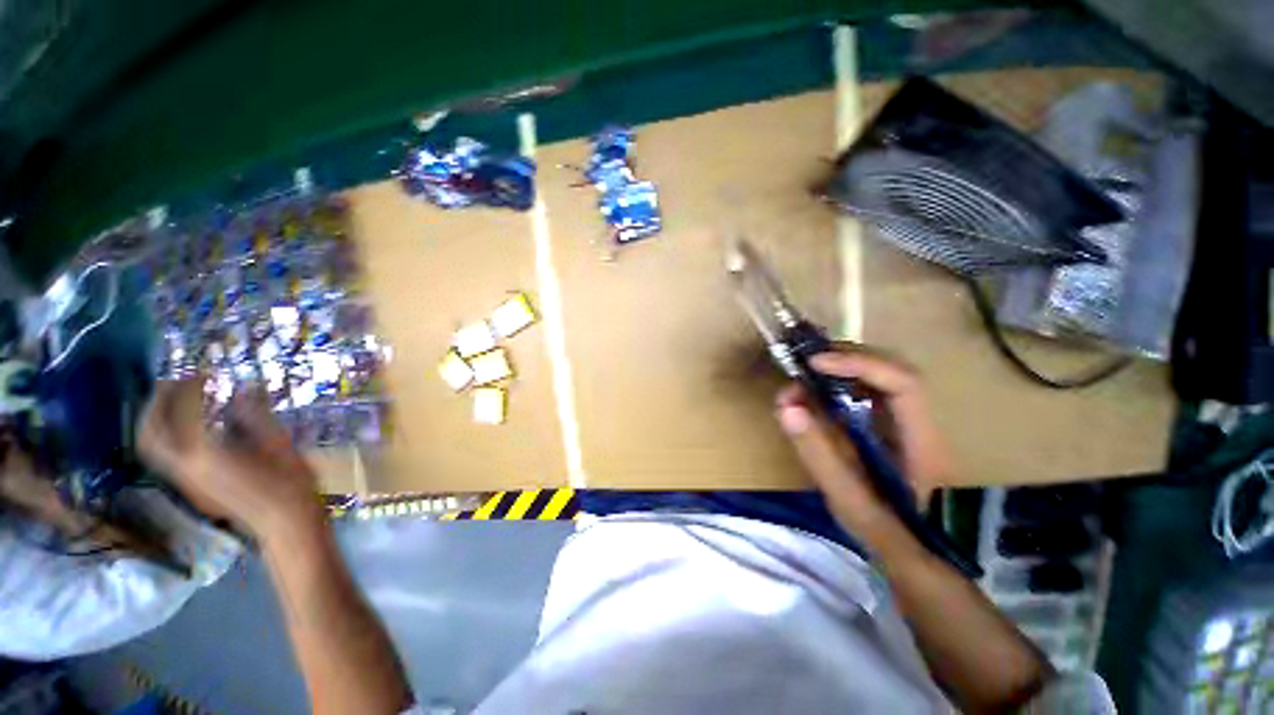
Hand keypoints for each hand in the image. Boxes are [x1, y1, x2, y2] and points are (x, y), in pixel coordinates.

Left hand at [138, 380, 321, 541]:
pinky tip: (192, 429)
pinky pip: (168, 457)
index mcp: (205, 454)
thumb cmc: (289, 484)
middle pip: (150, 433)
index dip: (189, 387)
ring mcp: (185, 481)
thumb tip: (243, 390)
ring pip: (153, 447)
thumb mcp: (278, 445)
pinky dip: (169, 435)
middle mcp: (184, 467)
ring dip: (156, 420)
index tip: (204, 372)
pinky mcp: (193, 488)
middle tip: (173, 383)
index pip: (183, 412)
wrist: (285, 524)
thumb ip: (254, 416)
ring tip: (176, 402)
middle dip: (155, 404)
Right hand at [775, 350, 952, 534]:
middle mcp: (919, 421)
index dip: (859, 365)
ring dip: (838, 368)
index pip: (902, 383)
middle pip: (891, 368)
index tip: (814, 364)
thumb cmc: (880, 530)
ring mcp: (904, 419)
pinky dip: (835, 382)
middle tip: (804, 365)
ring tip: (802, 377)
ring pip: (877, 373)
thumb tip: (787, 407)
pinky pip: (864, 388)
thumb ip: (818, 454)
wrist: (903, 546)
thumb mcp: (846, 498)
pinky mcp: (887, 421)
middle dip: (845, 359)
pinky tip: (813, 392)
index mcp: (922, 442)